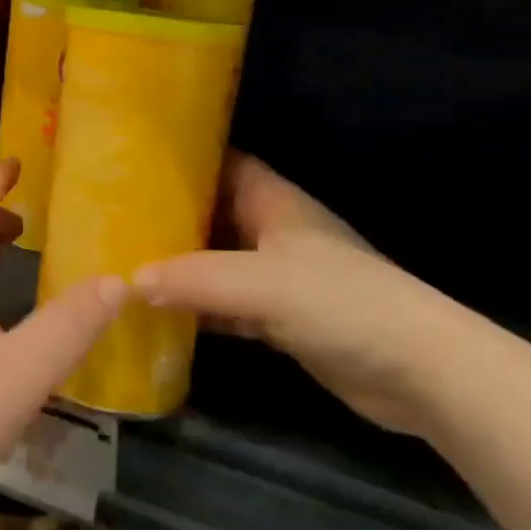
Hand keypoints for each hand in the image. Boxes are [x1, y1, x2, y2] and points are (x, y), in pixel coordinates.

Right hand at [135, 152, 473, 436]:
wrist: (418, 371)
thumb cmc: (342, 302)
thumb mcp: (261, 283)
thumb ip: (194, 279)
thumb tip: (128, 280)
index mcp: (272, 201)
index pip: (220, 162)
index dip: (180, 158)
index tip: (131, 161)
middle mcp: (271, 231)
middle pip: (211, 213)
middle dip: (167, 215)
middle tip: (111, 215)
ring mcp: (276, 277)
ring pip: (215, 261)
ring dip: (178, 265)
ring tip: (122, 260)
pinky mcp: (279, 319)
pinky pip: (225, 305)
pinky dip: (196, 308)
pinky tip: (158, 313)